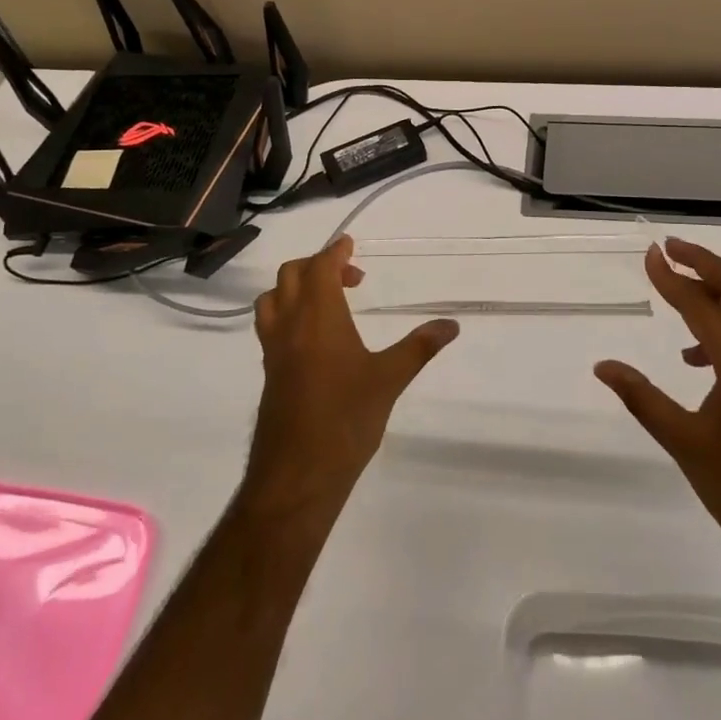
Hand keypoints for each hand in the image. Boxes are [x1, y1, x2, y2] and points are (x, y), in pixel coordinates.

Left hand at [244, 235, 458, 519]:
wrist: (297, 475)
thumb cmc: (345, 420)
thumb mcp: (389, 380)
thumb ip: (419, 347)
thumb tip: (451, 324)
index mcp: (318, 317)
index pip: (320, 267)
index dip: (335, 251)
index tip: (350, 244)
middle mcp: (289, 325)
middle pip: (291, 276)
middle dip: (318, 266)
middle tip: (351, 278)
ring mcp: (274, 349)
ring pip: (273, 299)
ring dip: (296, 287)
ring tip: (328, 301)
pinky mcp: (269, 372)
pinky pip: (271, 325)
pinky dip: (288, 312)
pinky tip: (315, 337)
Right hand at [595, 239, 720, 565]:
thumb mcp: (685, 444)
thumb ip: (643, 399)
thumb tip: (603, 367)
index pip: (703, 306)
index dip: (673, 278)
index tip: (650, 254)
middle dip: (705, 263)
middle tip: (670, 249)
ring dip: (715, 289)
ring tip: (677, 288)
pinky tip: (691, 355)